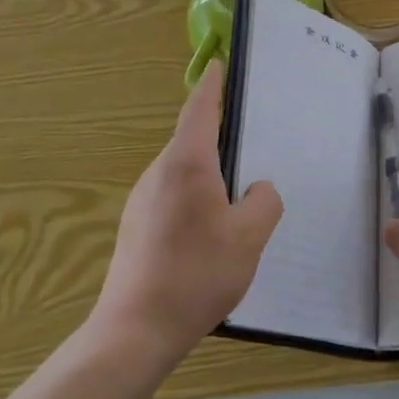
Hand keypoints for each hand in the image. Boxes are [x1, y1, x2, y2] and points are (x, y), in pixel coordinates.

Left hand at [90, 63, 282, 361]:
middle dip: (219, 132)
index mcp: (186, 163)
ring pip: (183, 169)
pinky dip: (196, 193)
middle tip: (254, 135)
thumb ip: (264, 202)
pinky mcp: (136, 226)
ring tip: (240, 188)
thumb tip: (257, 189)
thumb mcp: (249, 237)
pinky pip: (173, 193)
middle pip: (192, 138)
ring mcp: (142, 200)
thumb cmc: (196, 274)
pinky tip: (213, 227)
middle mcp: (159, 172)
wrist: (134, 332)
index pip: (200, 108)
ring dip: (209, 169)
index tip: (220, 66)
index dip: (213, 85)